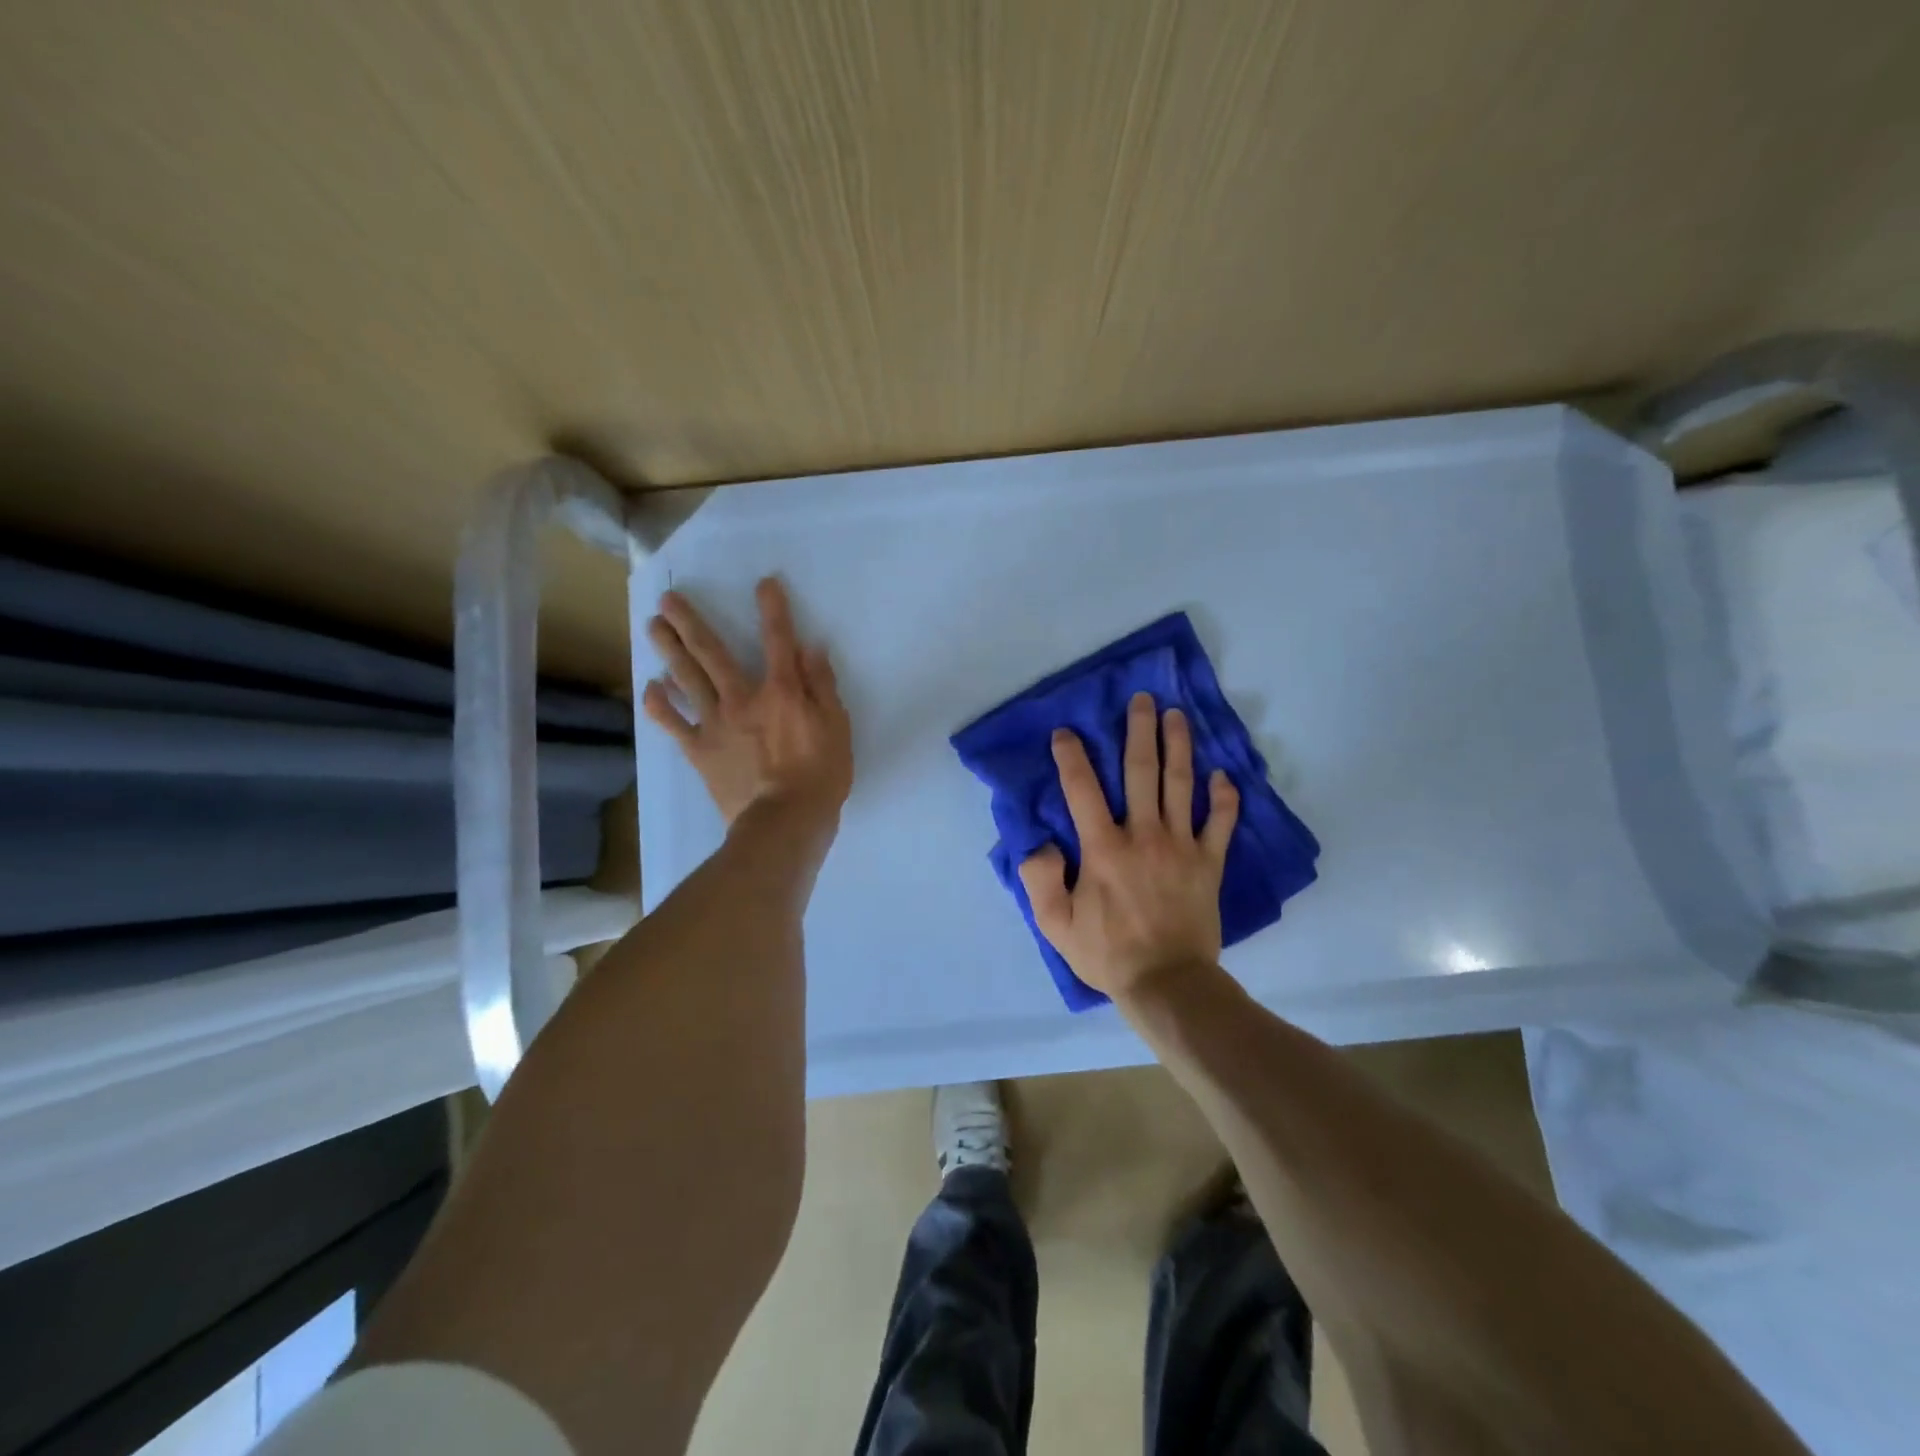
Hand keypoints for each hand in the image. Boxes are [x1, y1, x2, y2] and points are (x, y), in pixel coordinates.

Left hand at [641, 578, 852, 830]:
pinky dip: (660, 706)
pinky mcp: (699, 751)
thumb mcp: (837, 728)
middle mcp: (742, 698)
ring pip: (687, 679)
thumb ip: (822, 686)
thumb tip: (810, 648)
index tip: (764, 583)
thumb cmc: (820, 776)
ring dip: (669, 650)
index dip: (773, 609)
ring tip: (653, 626)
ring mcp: (715, 724)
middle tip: (669, 599)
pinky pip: (674, 724)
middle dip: (691, 623)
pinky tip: (650, 688)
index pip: (778, 640)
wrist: (783, 823)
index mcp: (781, 691)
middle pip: (713, 653)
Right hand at [1017, 692, 1238, 1004]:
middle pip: (1142, 773)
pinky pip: (1220, 823)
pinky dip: (1224, 798)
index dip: (1072, 757)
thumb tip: (1039, 843)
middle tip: (1142, 700)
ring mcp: (1182, 846)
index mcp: (1103, 848)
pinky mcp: (1209, 862)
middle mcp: (1144, 835)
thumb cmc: (1107, 953)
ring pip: (1181, 786)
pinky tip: (1223, 775)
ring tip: (1177, 716)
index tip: (1066, 732)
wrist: (1167, 983)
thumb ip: (1039, 879)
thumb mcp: (1055, 924)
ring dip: (1179, 747)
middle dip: (1139, 732)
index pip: (1083, 789)